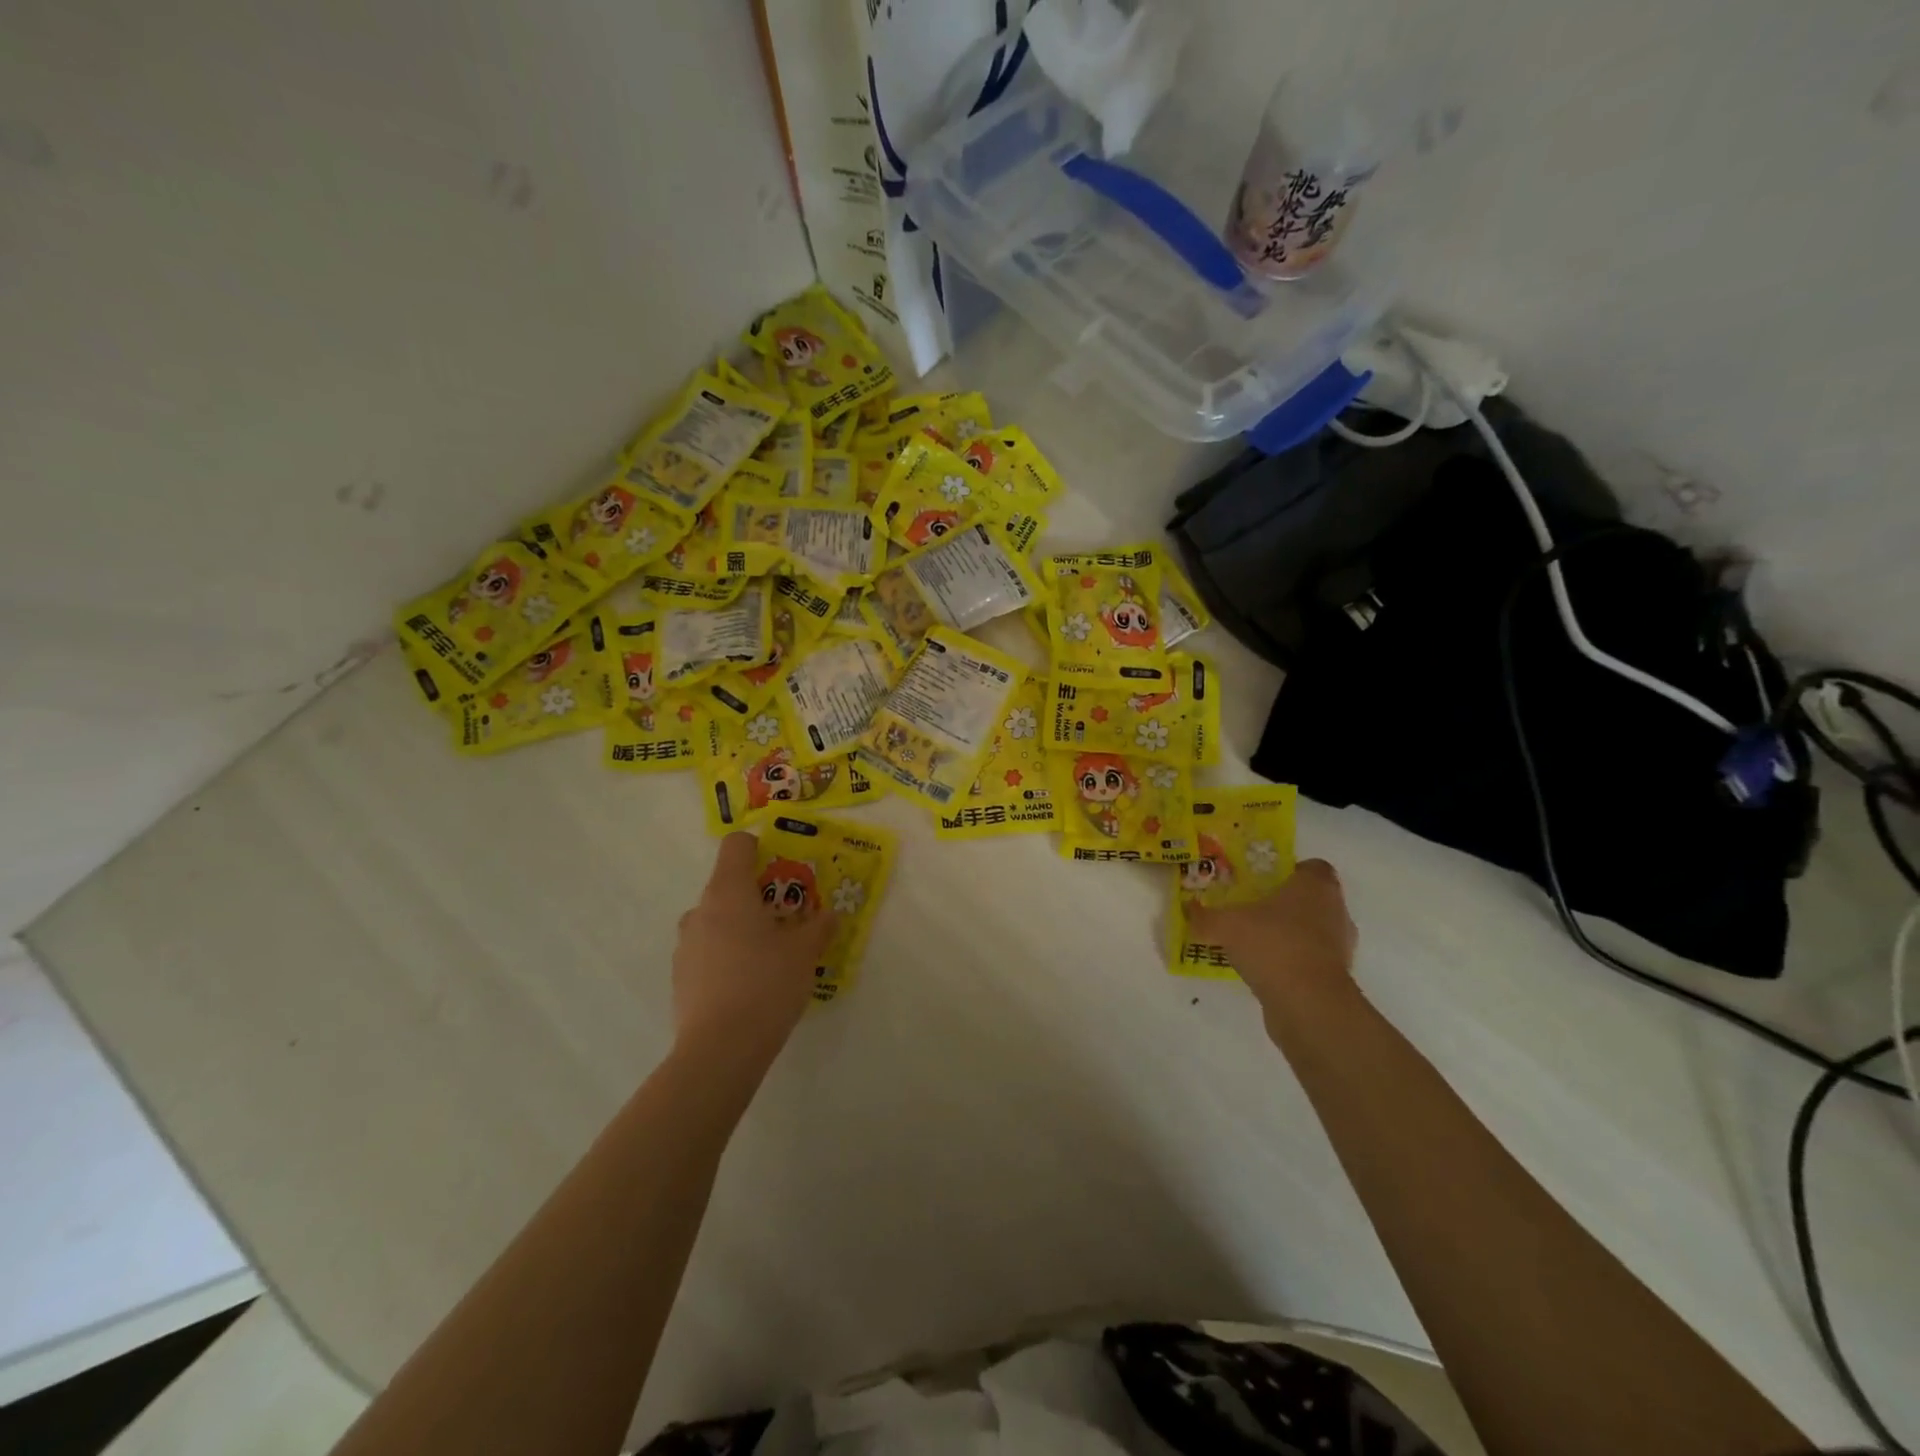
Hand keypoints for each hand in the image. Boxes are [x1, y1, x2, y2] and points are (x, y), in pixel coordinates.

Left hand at [672, 833, 835, 1063]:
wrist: (720, 1050)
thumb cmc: (766, 984)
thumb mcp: (805, 952)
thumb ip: (819, 926)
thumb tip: (831, 913)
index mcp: (728, 892)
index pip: (736, 845)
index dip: (760, 847)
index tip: (784, 868)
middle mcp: (700, 911)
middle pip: (729, 885)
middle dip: (759, 896)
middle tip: (790, 920)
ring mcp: (685, 945)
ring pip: (718, 920)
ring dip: (742, 927)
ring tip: (771, 956)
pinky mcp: (680, 977)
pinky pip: (708, 951)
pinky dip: (728, 956)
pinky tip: (750, 985)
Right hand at [1185, 859, 1357, 1031]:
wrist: (1308, 1003)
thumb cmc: (1273, 944)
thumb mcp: (1225, 925)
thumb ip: (1205, 917)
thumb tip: (1188, 910)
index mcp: (1316, 886)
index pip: (1312, 867)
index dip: (1289, 872)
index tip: (1263, 882)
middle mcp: (1335, 911)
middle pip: (1311, 899)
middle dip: (1284, 904)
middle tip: (1251, 911)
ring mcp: (1340, 947)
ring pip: (1312, 931)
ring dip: (1289, 935)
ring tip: (1254, 944)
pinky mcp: (1336, 978)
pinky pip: (1310, 960)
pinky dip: (1291, 962)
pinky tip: (1264, 970)